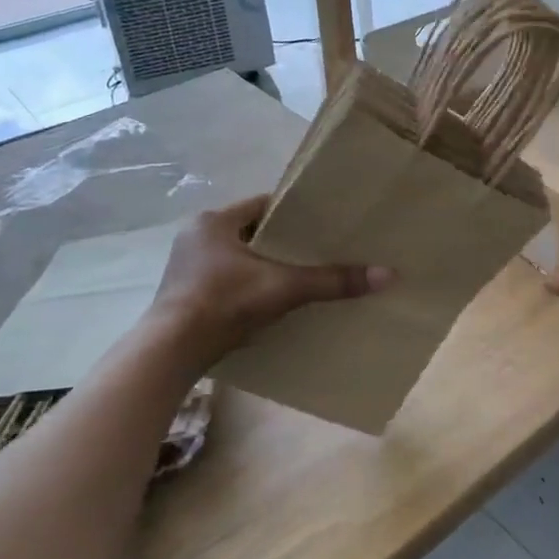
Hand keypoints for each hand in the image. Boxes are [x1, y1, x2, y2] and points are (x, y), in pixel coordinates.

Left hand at [146, 194, 392, 362]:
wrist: (170, 352)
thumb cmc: (224, 303)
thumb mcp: (284, 288)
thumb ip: (331, 280)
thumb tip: (387, 274)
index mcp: (213, 222)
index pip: (263, 206)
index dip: (295, 213)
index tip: (324, 222)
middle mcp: (196, 237)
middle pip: (251, 232)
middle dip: (281, 242)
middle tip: (317, 250)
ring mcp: (186, 267)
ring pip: (238, 258)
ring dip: (263, 266)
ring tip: (298, 276)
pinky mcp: (184, 294)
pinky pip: (226, 280)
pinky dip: (247, 286)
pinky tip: (269, 301)